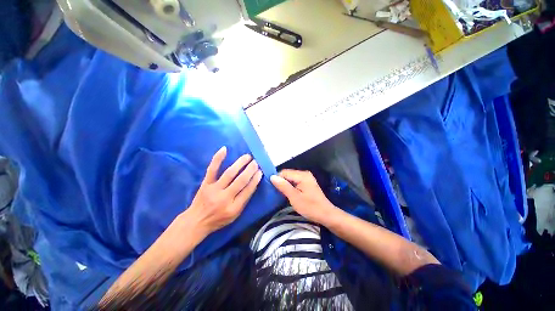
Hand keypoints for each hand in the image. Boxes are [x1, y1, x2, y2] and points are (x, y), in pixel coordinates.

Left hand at [184, 146, 262, 235]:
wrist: (196, 221)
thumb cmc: (218, 219)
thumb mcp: (235, 215)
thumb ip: (244, 200)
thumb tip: (253, 183)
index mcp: (234, 208)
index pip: (248, 191)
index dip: (255, 180)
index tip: (260, 171)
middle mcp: (224, 198)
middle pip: (240, 181)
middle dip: (250, 170)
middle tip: (256, 162)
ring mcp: (214, 189)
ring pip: (229, 173)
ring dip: (240, 163)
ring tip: (248, 157)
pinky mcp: (205, 184)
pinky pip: (212, 169)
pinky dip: (218, 158)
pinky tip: (224, 149)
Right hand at [270, 169, 337, 224]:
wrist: (326, 215)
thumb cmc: (310, 207)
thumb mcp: (294, 197)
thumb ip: (283, 186)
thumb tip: (272, 176)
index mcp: (302, 175)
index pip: (284, 172)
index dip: (277, 179)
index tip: (272, 189)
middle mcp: (304, 173)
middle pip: (287, 174)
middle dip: (281, 182)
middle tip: (276, 193)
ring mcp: (306, 178)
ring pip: (290, 178)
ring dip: (285, 185)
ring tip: (281, 194)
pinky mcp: (307, 183)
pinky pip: (295, 182)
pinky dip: (290, 187)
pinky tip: (288, 194)